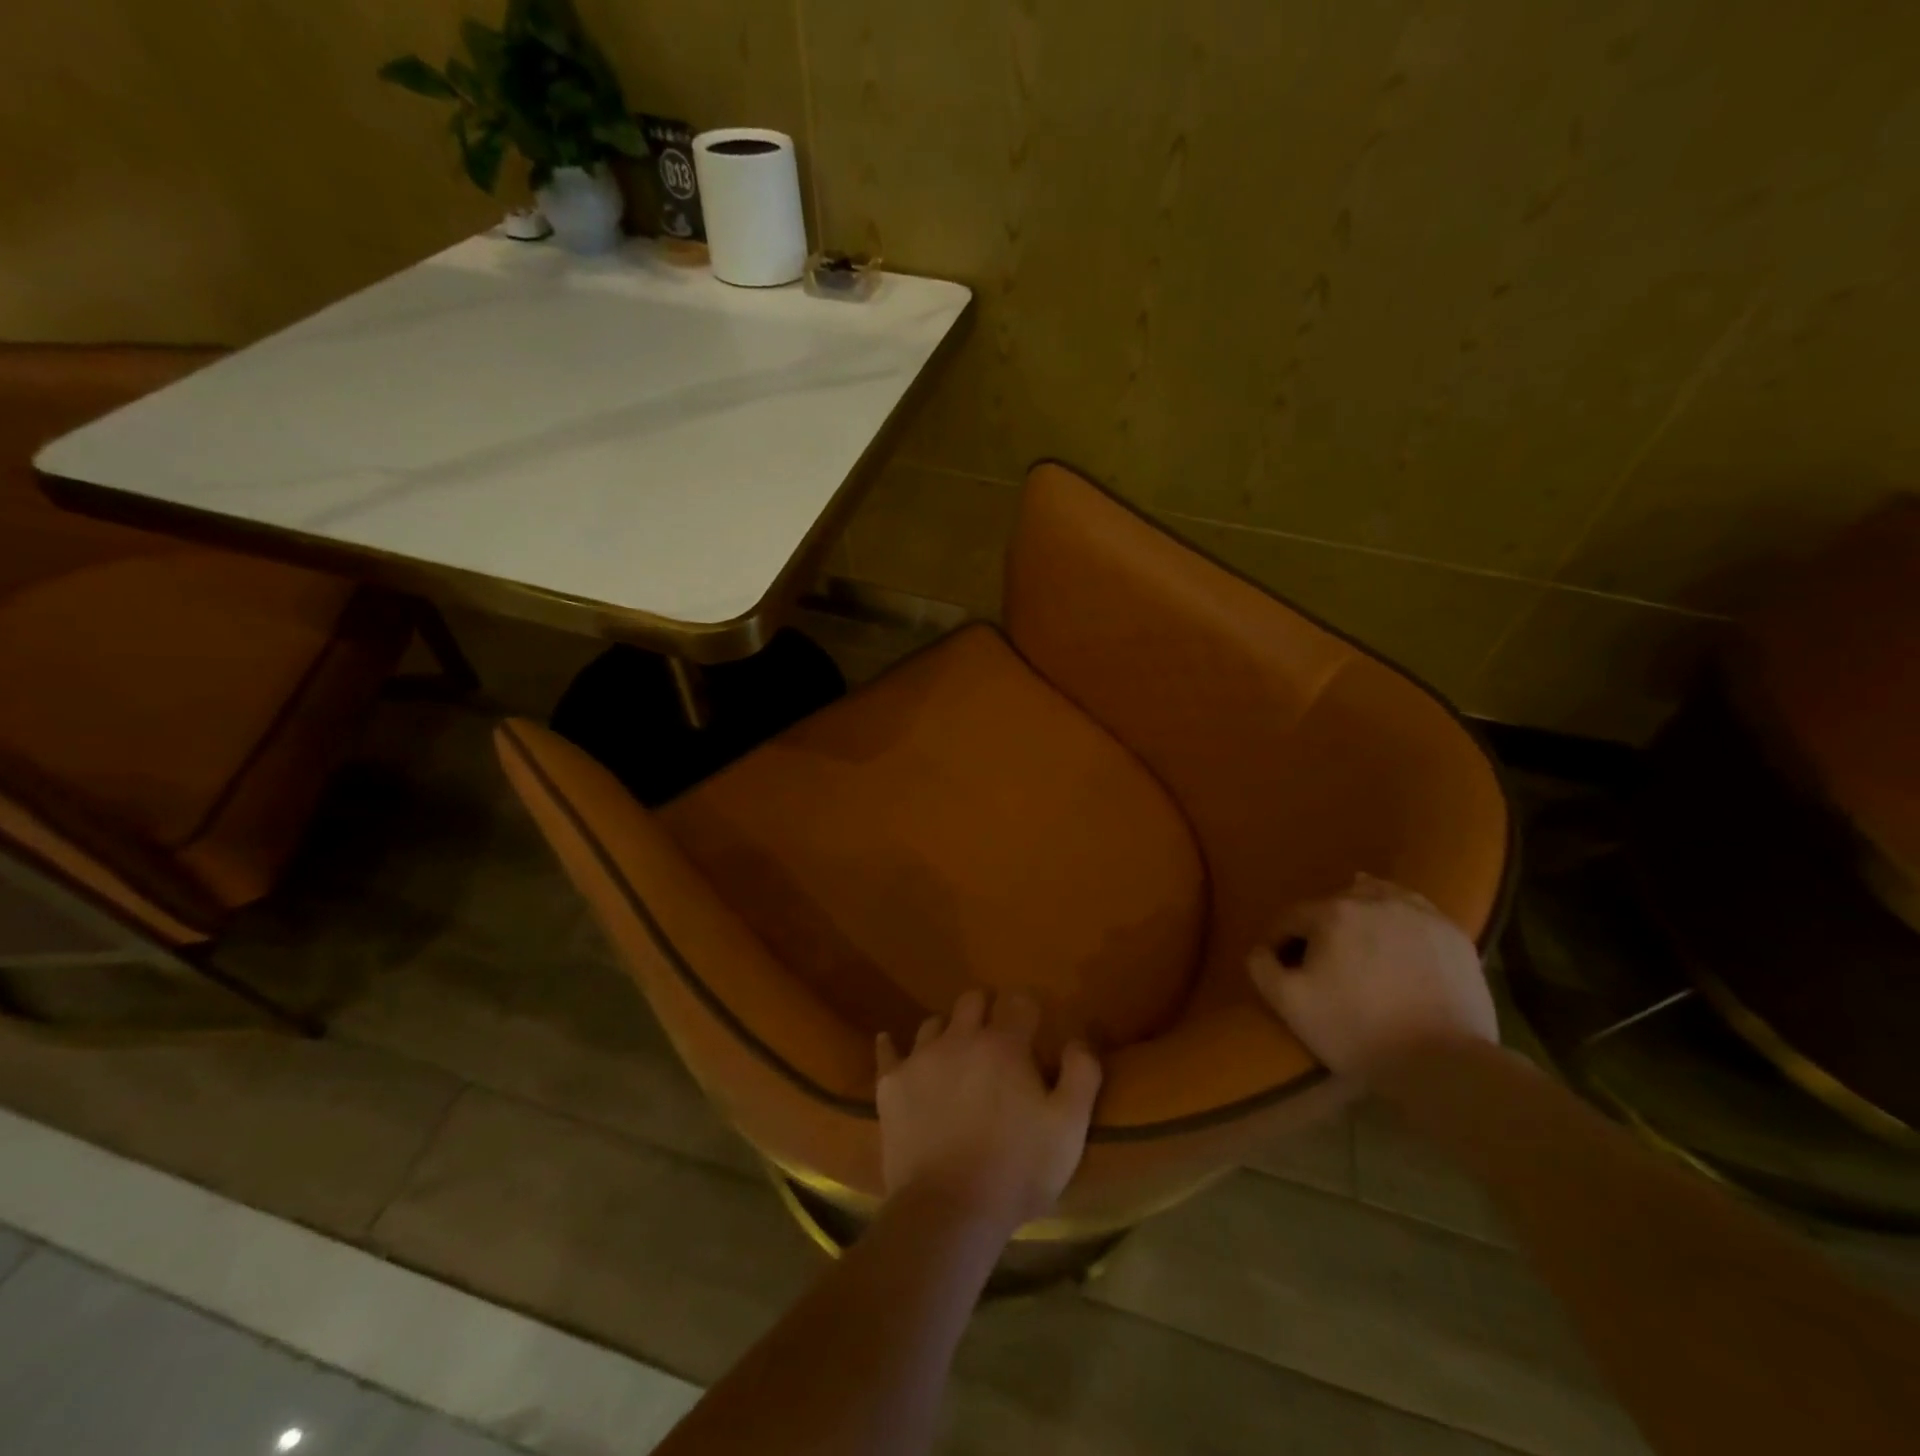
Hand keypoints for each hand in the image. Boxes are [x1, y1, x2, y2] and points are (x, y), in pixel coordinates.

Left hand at [875, 989, 1102, 1232]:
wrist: (948, 1210)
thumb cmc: (1016, 1170)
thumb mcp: (1069, 1128)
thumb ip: (1081, 1074)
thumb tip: (1076, 1040)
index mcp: (1005, 1045)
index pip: (1019, 1001)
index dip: (1028, 1009)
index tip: (1033, 1026)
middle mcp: (960, 1038)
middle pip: (972, 1000)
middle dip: (986, 1009)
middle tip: (995, 1036)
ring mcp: (921, 1058)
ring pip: (933, 1022)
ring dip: (947, 1030)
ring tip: (954, 1051)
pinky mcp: (891, 1083)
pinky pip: (888, 1050)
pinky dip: (892, 1045)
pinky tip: (891, 1044)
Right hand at [1247, 873, 1496, 1077]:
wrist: (1443, 1064)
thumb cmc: (1357, 1031)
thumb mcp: (1290, 1005)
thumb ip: (1262, 968)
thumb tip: (1261, 949)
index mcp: (1331, 913)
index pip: (1290, 917)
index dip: (1279, 941)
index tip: (1280, 966)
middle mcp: (1374, 900)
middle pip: (1333, 903)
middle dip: (1320, 927)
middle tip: (1321, 960)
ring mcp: (1418, 914)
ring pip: (1377, 898)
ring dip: (1360, 914)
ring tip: (1359, 942)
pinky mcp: (1452, 934)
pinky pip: (1415, 911)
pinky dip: (1399, 919)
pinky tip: (1397, 939)